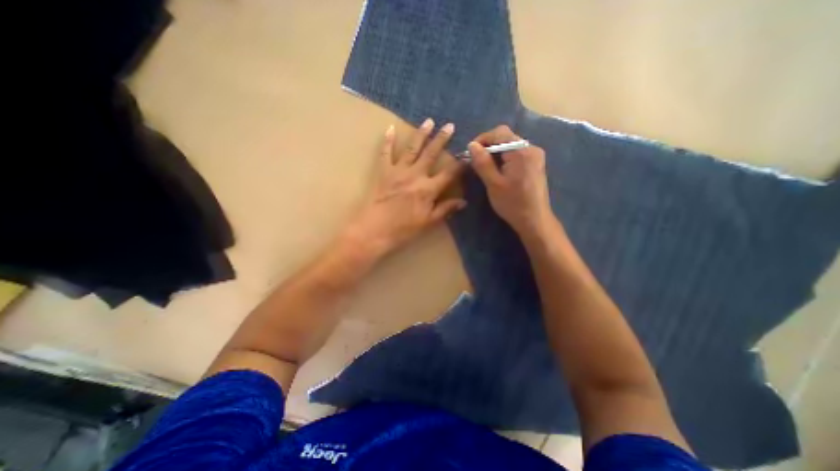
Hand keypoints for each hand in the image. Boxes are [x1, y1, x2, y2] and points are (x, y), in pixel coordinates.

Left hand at [345, 117, 469, 257]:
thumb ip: (445, 209)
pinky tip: (390, 128)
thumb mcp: (428, 222)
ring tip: (429, 121)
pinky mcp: (384, 171)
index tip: (468, 153)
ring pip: (412, 148)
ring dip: (421, 134)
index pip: (449, 173)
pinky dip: (388, 140)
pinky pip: (386, 153)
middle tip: (450, 125)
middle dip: (442, 139)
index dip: (460, 163)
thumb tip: (464, 202)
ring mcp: (398, 171)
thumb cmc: (403, 229)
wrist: (375, 230)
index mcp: (428, 189)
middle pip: (431, 154)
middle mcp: (416, 175)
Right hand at [467, 126, 551, 234]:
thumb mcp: (493, 183)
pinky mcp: (536, 164)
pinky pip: (517, 153)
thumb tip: (472, 145)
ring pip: (511, 145)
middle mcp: (531, 148)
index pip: (499, 132)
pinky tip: (499, 170)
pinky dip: (505, 157)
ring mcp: (536, 156)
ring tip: (485, 167)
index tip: (471, 152)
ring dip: (496, 152)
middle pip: (506, 137)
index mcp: (521, 151)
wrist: (534, 220)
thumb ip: (482, 162)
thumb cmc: (512, 203)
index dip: (482, 139)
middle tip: (476, 161)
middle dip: (489, 146)